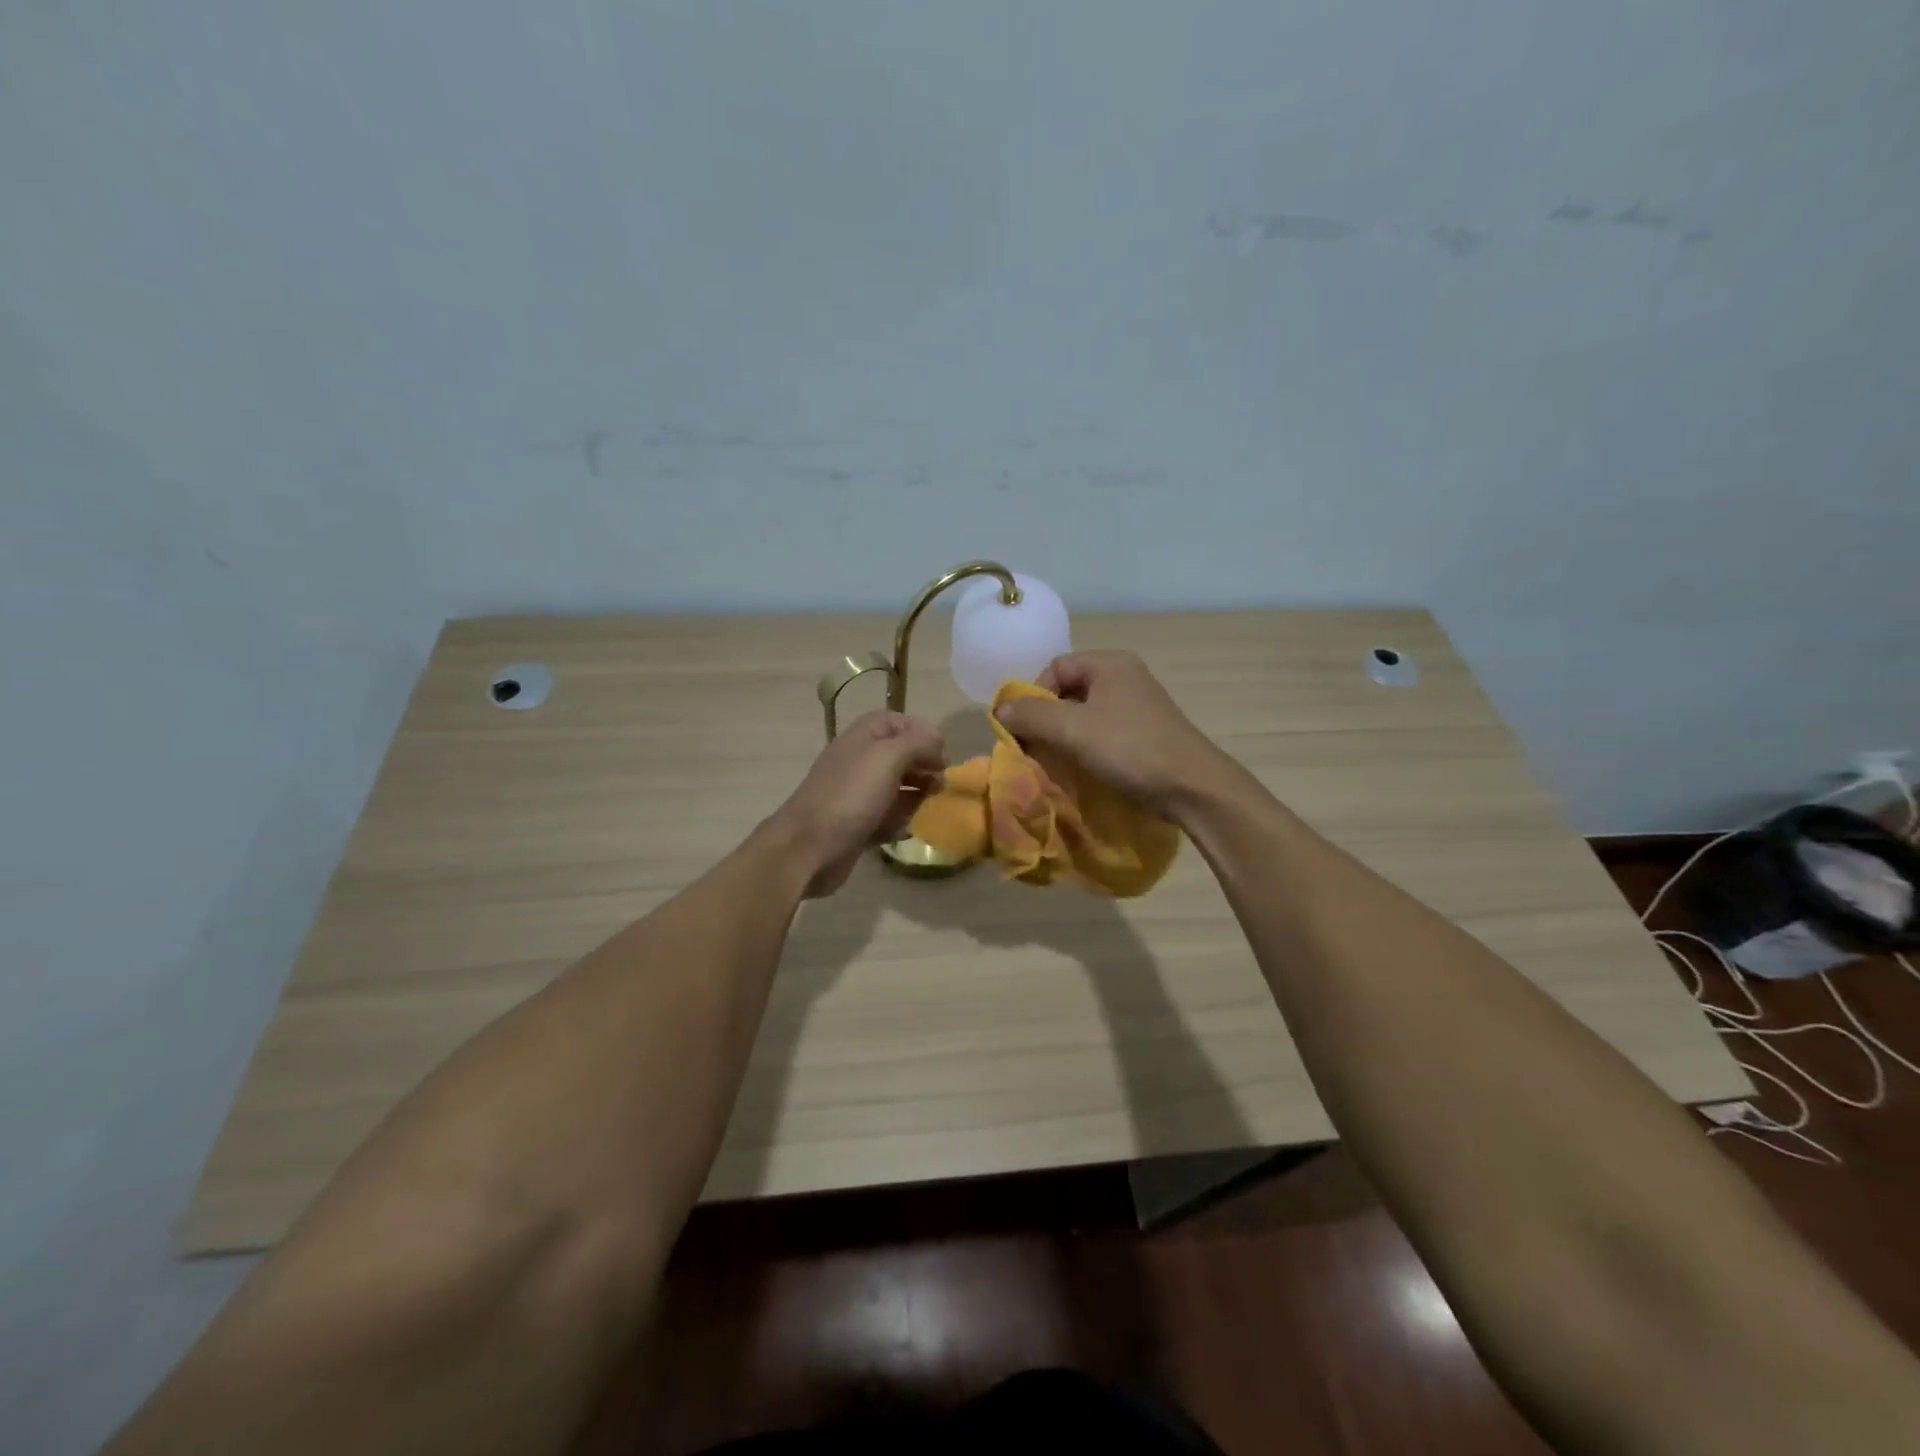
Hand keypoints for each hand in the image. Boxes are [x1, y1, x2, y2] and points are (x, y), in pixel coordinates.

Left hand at [769, 711, 945, 896]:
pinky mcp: (858, 824)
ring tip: (929, 806)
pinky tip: (906, 829)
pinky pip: (888, 817)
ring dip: (917, 795)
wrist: (809, 847)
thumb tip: (938, 746)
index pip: (897, 722)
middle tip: (940, 783)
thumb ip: (918, 744)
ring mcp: (858, 794)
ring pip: (897, 788)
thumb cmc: (851, 795)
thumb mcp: (888, 757)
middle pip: (901, 755)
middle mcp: (860, 761)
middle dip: (924, 766)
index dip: (922, 733)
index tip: (942, 754)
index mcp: (863, 738)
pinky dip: (900, 821)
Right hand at [992, 651, 1225, 818]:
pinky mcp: (1144, 733)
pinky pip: (1103, 733)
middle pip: (1069, 690)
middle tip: (1034, 747)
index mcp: (1110, 664)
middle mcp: (1125, 677)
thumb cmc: (1129, 748)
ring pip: (1085, 714)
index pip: (1055, 667)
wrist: (1191, 787)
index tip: (1024, 727)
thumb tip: (1000, 709)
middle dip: (1046, 718)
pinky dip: (1085, 747)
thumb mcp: (1073, 729)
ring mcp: (1138, 706)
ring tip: (1054, 761)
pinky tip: (1080, 768)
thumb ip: (1032, 715)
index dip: (1033, 694)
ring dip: (1064, 736)